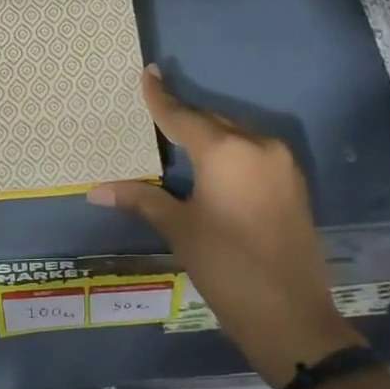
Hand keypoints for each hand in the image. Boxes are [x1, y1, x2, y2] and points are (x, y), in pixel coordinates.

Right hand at [88, 66, 361, 381]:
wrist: (291, 316)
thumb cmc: (225, 267)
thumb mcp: (179, 230)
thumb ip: (141, 199)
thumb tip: (96, 190)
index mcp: (226, 151)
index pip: (183, 116)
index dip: (160, 97)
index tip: (148, 72)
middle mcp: (258, 146)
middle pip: (212, 122)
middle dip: (183, 118)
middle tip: (155, 108)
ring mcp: (282, 164)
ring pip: (236, 136)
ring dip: (208, 135)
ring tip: (178, 138)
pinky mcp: (293, 184)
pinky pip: (253, 154)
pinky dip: (229, 152)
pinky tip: (212, 165)